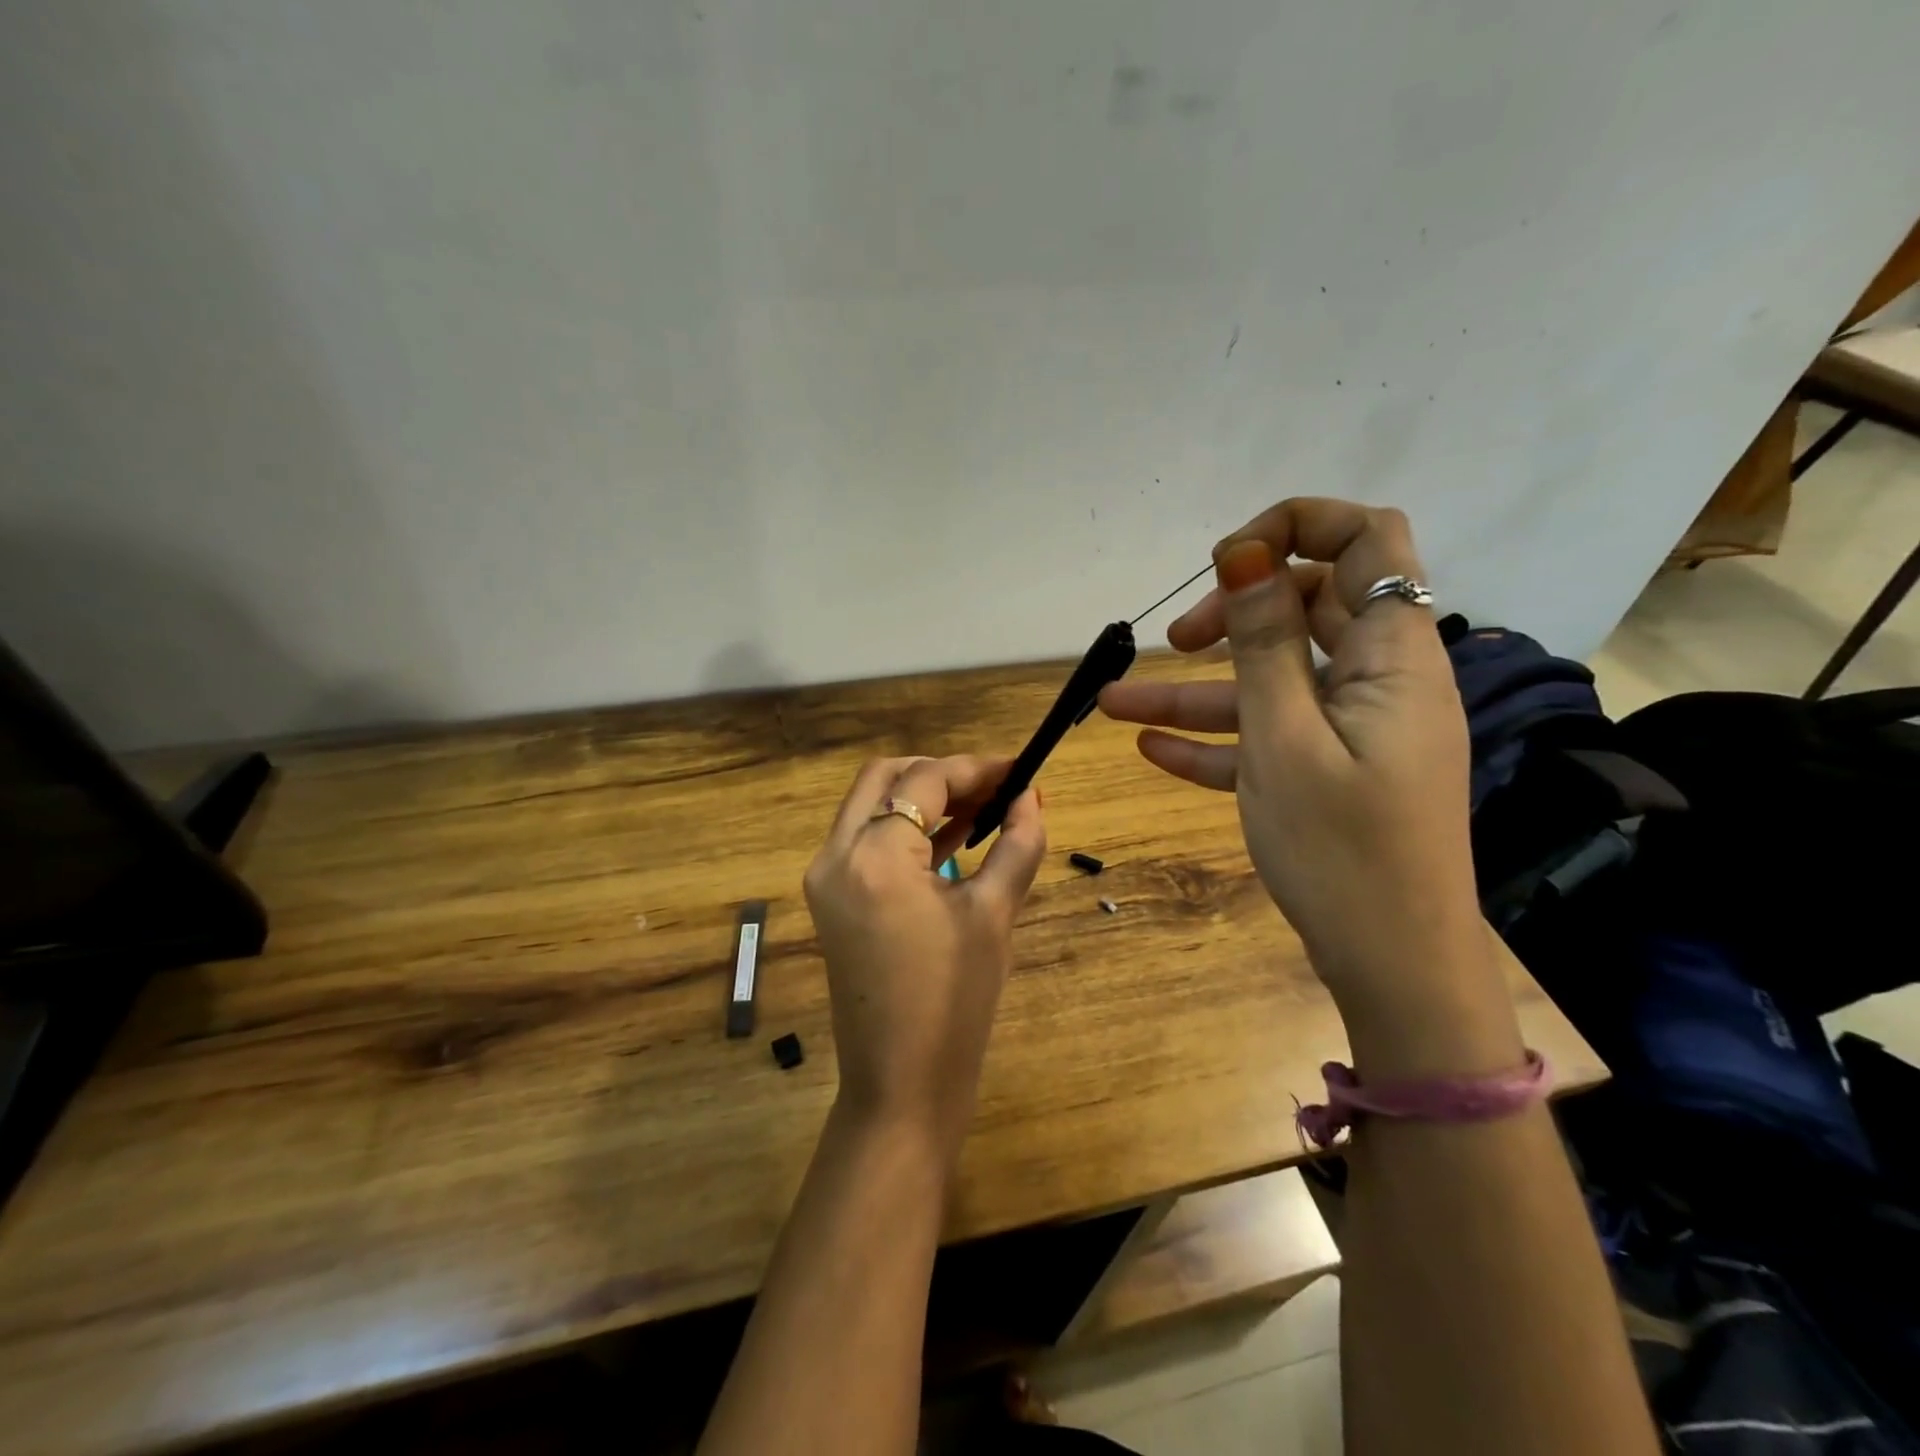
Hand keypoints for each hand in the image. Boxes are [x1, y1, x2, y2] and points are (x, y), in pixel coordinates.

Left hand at [803, 756, 1046, 1163]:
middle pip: (885, 777)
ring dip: (921, 797)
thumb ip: (1017, 845)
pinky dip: (903, 827)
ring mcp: (824, 877)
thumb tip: (1032, 798)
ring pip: (870, 804)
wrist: (899, 1085)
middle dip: (941, 773)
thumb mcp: (994, 916)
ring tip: (982, 808)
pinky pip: (864, 839)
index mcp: (875, 856)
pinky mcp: (829, 899)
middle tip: (994, 787)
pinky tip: (952, 838)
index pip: (925, 781)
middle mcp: (836, 854)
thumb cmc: (954, 1004)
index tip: (1019, 770)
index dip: (976, 768)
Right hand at [1100, 500, 1505, 1042]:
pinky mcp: (1329, 772)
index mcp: (1391, 656)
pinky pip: (1268, 738)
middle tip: (1176, 641)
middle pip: (1306, 609)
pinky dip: (1216, 741)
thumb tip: (1246, 553)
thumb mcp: (1285, 738)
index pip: (1366, 541)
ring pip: (1271, 683)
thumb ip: (1264, 642)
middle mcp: (1378, 680)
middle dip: (1233, 614)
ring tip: (1115, 706)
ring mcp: (1352, 730)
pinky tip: (1151, 752)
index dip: (1296, 528)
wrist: (1392, 965)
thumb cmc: (1342, 850)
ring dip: (1197, 690)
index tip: (1226, 562)